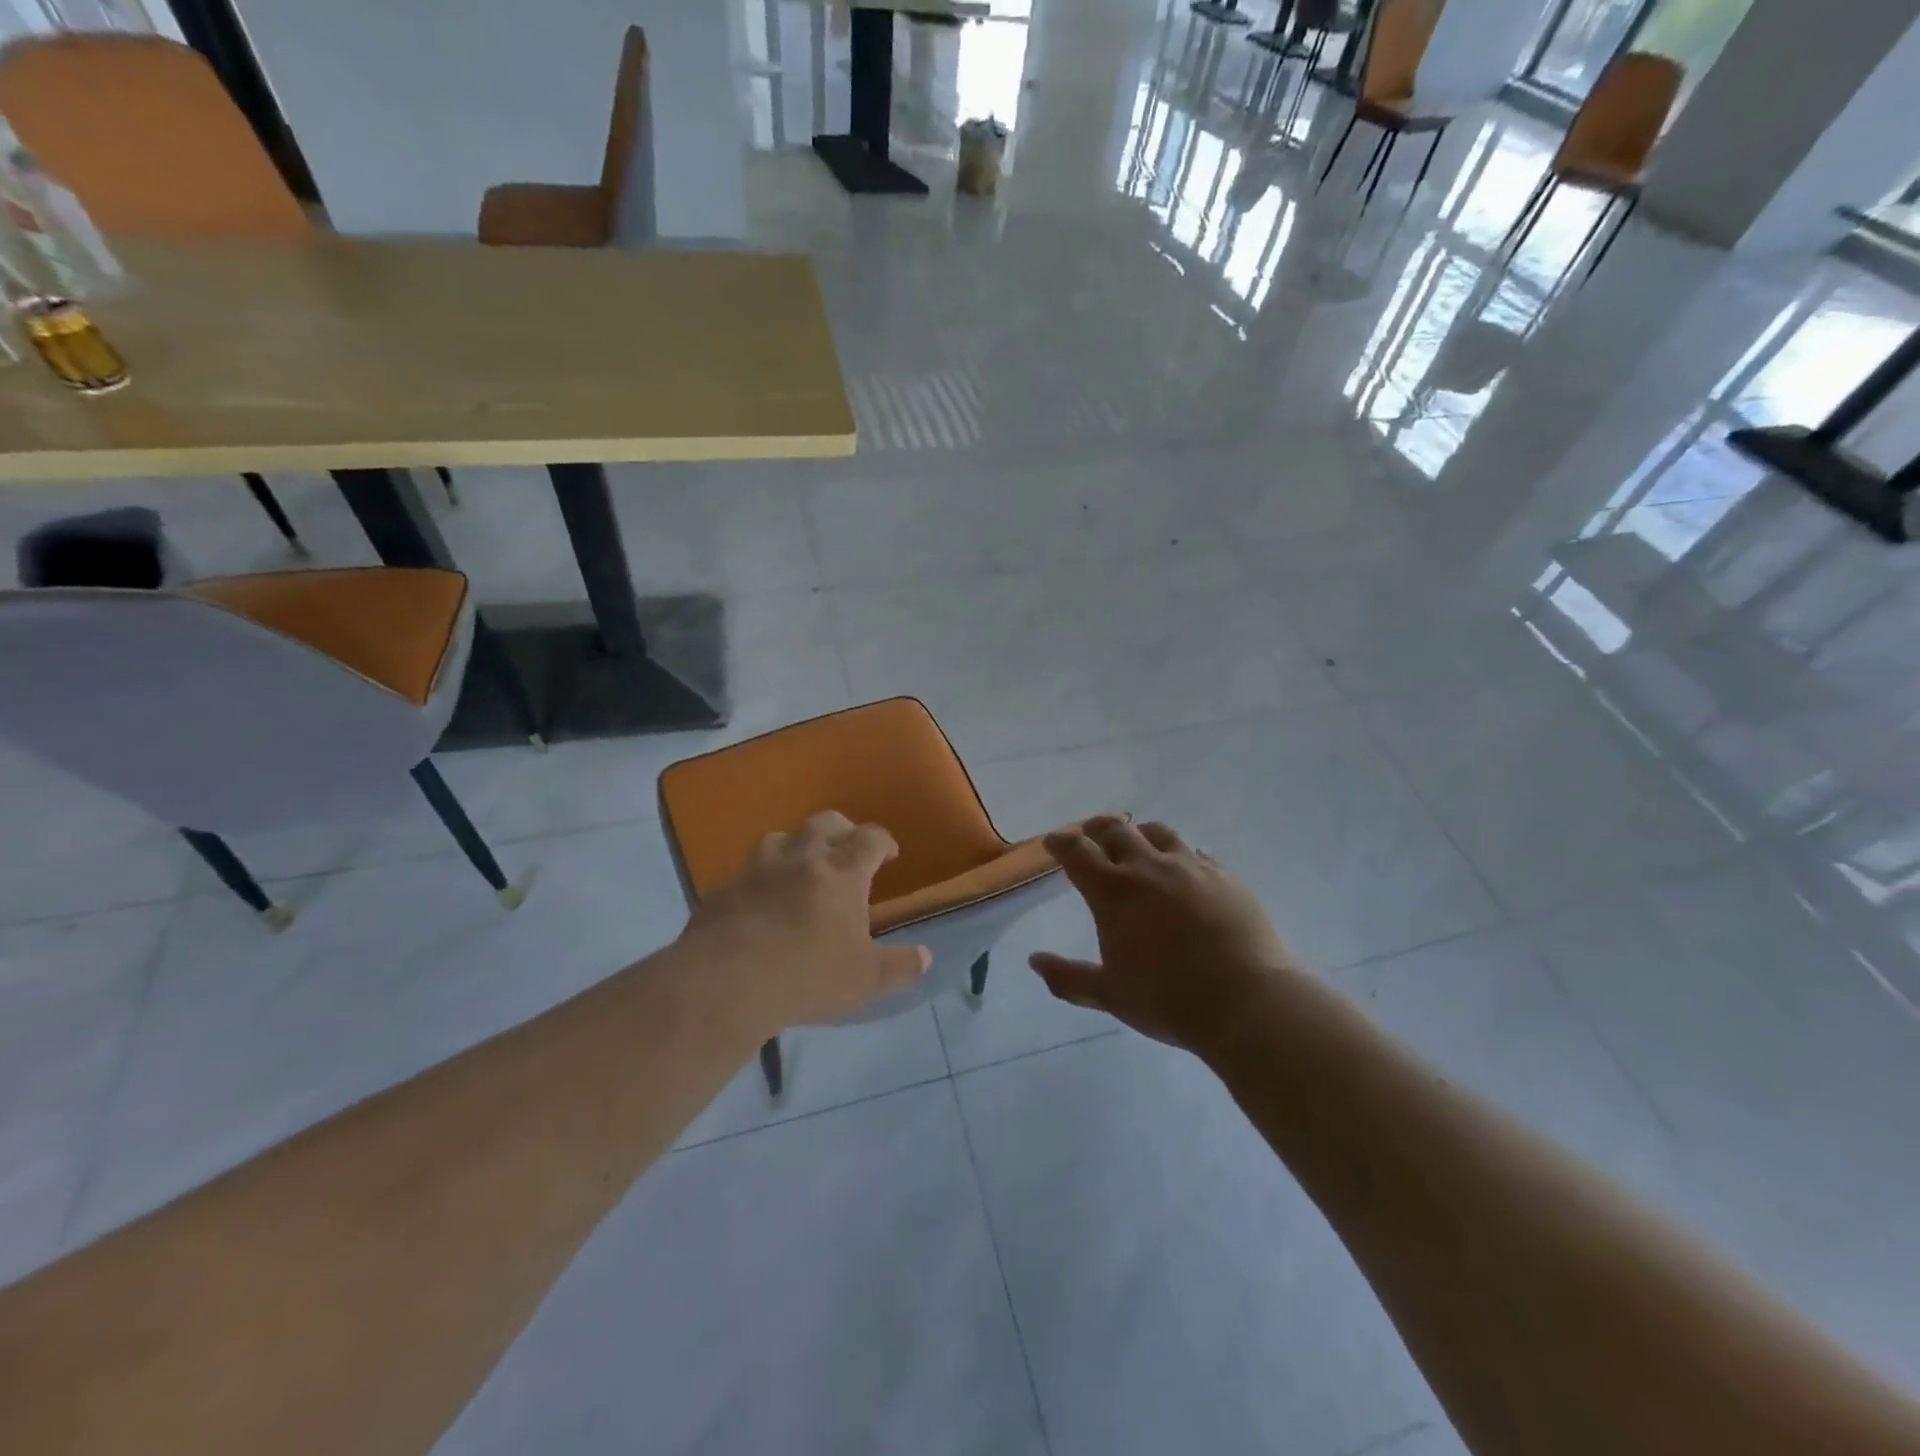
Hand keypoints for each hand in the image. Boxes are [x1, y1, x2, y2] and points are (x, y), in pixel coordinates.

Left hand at [679, 811, 930, 1032]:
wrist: (726, 981)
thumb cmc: (807, 975)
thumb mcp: (865, 980)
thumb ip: (899, 966)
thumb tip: (925, 956)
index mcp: (842, 872)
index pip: (870, 838)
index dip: (883, 841)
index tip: (889, 855)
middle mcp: (802, 858)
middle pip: (825, 822)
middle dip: (842, 830)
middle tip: (847, 850)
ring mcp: (758, 869)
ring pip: (780, 837)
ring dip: (796, 846)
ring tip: (800, 868)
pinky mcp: (724, 888)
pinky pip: (746, 871)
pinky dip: (760, 878)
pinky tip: (759, 901)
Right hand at [1030, 816, 1299, 1054]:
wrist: (1248, 1003)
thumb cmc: (1169, 1001)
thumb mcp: (1110, 995)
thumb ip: (1068, 977)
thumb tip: (1034, 960)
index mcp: (1113, 892)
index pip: (1077, 852)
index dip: (1061, 842)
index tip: (1053, 842)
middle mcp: (1148, 868)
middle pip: (1115, 830)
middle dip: (1095, 828)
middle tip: (1089, 833)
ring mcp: (1191, 867)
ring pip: (1157, 832)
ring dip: (1138, 832)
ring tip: (1135, 840)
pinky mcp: (1225, 875)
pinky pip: (1196, 852)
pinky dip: (1179, 853)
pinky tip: (1183, 867)